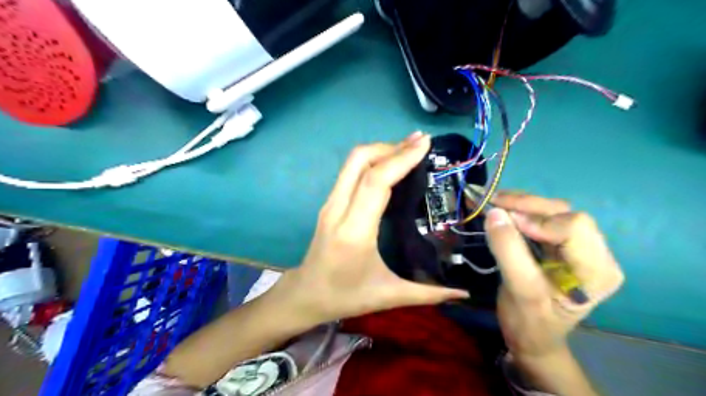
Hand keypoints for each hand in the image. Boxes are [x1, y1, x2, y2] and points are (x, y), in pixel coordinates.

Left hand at [277, 133, 466, 324]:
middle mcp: (338, 210)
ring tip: (409, 150)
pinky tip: (389, 165)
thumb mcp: (388, 296)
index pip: (376, 182)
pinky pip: (350, 171)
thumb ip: (428, 293)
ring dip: (381, 150)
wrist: (305, 294)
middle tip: (420, 143)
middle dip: (391, 146)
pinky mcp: (329, 203)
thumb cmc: (345, 296)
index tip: (425, 144)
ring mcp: (330, 203)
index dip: (401, 158)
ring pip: (352, 162)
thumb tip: (464, 293)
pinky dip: (372, 161)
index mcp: (354, 231)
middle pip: (359, 161)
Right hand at [486, 193, 622, 356]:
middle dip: (527, 206)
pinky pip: (545, 218)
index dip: (536, 221)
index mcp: (597, 270)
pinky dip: (523, 211)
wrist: (531, 337)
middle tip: (493, 202)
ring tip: (496, 203)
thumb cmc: (529, 322)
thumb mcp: (519, 290)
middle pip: (564, 214)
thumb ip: (508, 251)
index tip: (503, 222)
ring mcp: (580, 248)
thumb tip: (494, 212)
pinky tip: (505, 210)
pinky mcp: (563, 246)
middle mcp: (596, 254)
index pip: (573, 227)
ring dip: (523, 205)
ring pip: (554, 211)